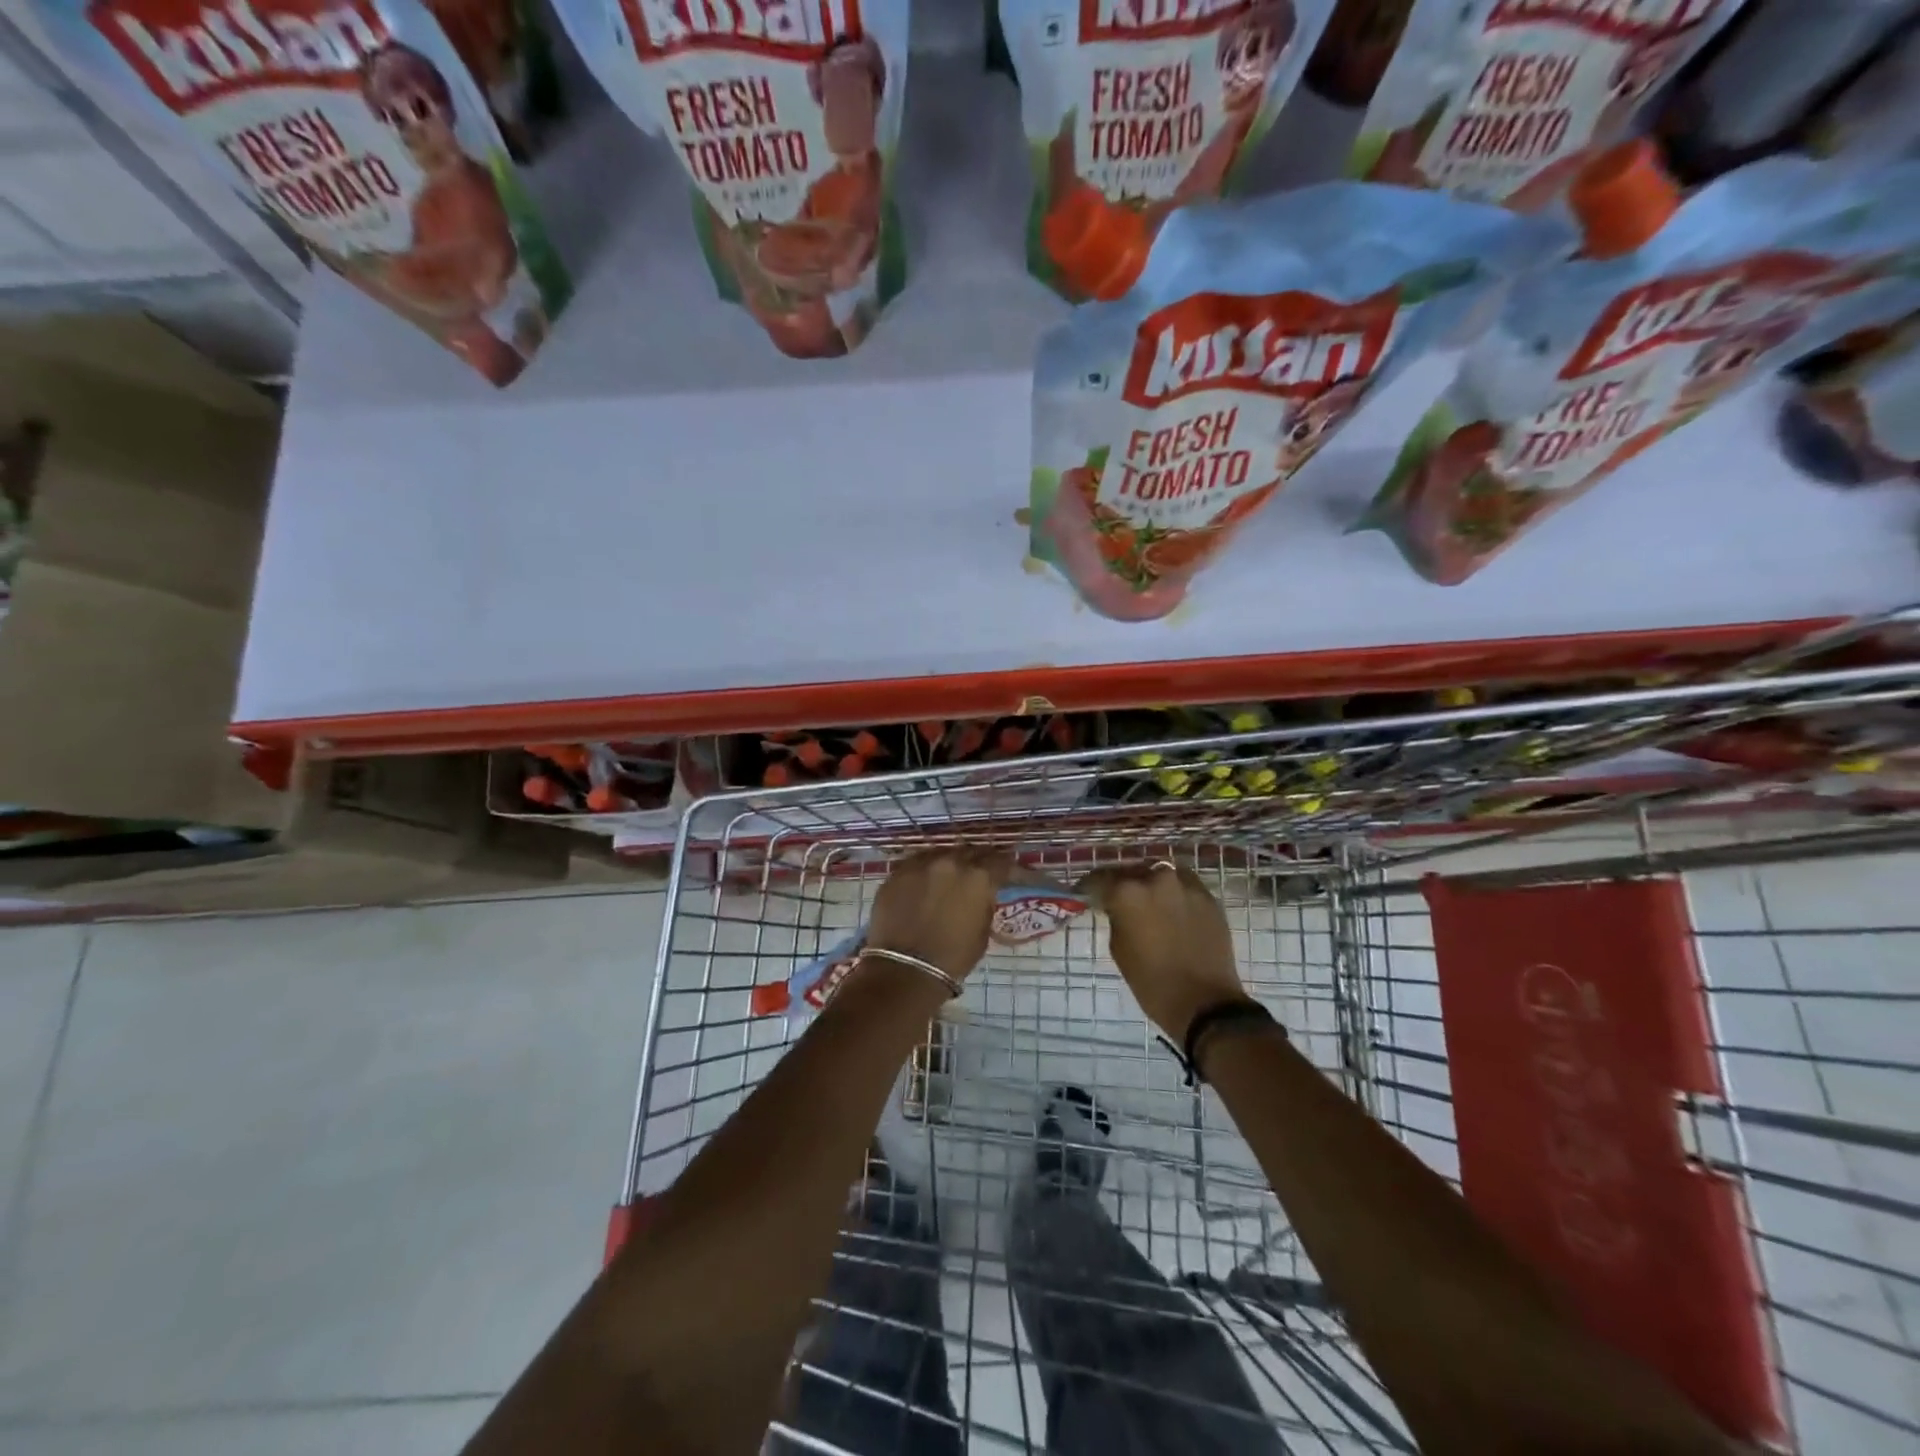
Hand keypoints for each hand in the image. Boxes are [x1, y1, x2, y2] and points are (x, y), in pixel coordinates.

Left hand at [864, 848, 1011, 981]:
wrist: (905, 970)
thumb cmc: (952, 958)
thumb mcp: (982, 932)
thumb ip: (984, 904)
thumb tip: (981, 895)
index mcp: (978, 878)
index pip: (999, 860)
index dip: (1004, 865)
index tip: (1005, 870)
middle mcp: (951, 862)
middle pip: (969, 852)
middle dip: (976, 861)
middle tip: (977, 871)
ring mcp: (921, 864)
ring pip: (940, 854)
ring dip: (948, 863)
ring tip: (948, 876)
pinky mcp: (897, 872)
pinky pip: (916, 864)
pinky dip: (923, 871)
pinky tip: (923, 883)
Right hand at [1085, 862, 1247, 1040]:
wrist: (1204, 1003)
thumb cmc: (1152, 982)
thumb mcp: (1119, 949)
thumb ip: (1116, 917)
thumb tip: (1117, 906)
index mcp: (1128, 892)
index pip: (1100, 878)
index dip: (1090, 886)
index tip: (1086, 893)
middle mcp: (1156, 879)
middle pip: (1132, 871)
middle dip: (1123, 883)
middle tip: (1119, 897)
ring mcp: (1186, 885)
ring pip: (1161, 873)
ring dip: (1151, 884)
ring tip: (1148, 900)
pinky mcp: (1208, 897)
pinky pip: (1184, 885)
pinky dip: (1174, 893)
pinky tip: (1172, 909)